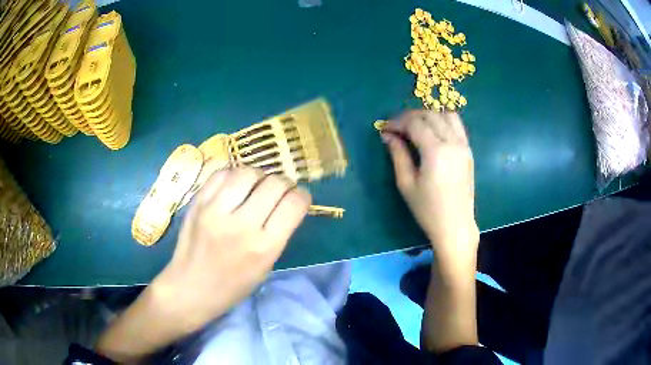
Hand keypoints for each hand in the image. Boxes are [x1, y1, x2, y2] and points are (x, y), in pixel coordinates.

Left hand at [152, 167, 310, 333]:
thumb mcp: (265, 266)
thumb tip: (287, 202)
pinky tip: (234, 187)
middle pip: (274, 183)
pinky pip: (222, 174)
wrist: (190, 288)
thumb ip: (278, 233)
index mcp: (264, 247)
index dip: (302, 196)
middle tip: (278, 191)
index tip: (299, 198)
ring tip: (255, 186)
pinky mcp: (198, 203)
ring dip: (258, 176)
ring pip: (247, 172)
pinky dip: (233, 176)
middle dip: (283, 184)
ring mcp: (215, 210)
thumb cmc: (232, 286)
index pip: (293, 204)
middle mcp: (241, 225)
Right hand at [382, 111, 477, 266]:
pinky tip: (433, 133)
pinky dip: (443, 122)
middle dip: (411, 116)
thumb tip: (388, 135)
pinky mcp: (468, 151)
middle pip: (430, 115)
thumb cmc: (428, 209)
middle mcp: (452, 142)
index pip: (414, 123)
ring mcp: (464, 145)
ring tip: (416, 127)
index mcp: (436, 151)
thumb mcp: (406, 183)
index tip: (385, 128)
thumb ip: (398, 154)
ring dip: (429, 115)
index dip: (397, 122)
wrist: (455, 225)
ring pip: (447, 115)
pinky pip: (457, 126)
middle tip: (397, 127)